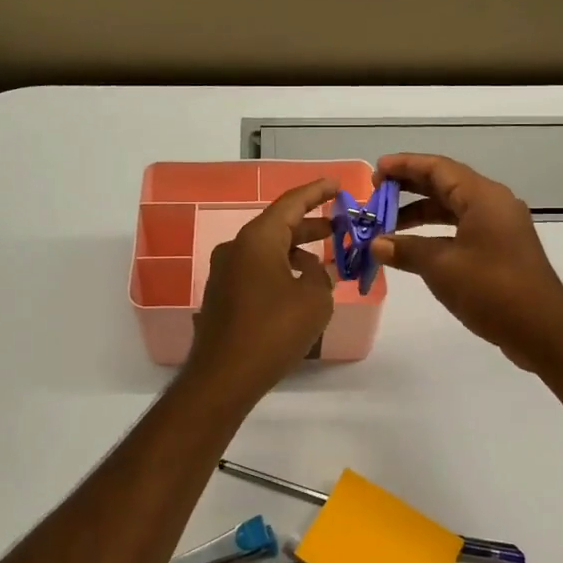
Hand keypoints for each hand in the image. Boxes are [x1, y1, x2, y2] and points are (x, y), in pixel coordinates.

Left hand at [187, 180, 336, 400]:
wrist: (224, 377)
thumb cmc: (273, 331)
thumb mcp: (314, 301)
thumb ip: (320, 277)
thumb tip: (311, 272)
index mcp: (257, 239)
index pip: (291, 203)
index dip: (316, 192)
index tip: (337, 185)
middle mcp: (236, 248)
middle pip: (278, 226)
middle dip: (310, 225)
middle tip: (339, 226)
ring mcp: (225, 272)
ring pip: (267, 250)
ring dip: (296, 252)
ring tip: (326, 263)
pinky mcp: (222, 295)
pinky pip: (257, 270)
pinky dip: (280, 270)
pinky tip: (300, 289)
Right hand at [371, 154, 562, 371]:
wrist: (542, 330)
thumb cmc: (491, 290)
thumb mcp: (441, 267)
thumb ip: (406, 250)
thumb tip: (376, 244)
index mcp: (482, 196)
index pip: (437, 168)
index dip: (404, 165)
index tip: (376, 170)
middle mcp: (493, 203)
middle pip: (445, 183)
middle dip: (409, 187)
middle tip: (376, 193)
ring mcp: (499, 226)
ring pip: (453, 207)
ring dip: (420, 212)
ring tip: (387, 223)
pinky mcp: (501, 248)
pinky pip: (462, 227)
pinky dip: (436, 232)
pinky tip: (414, 247)